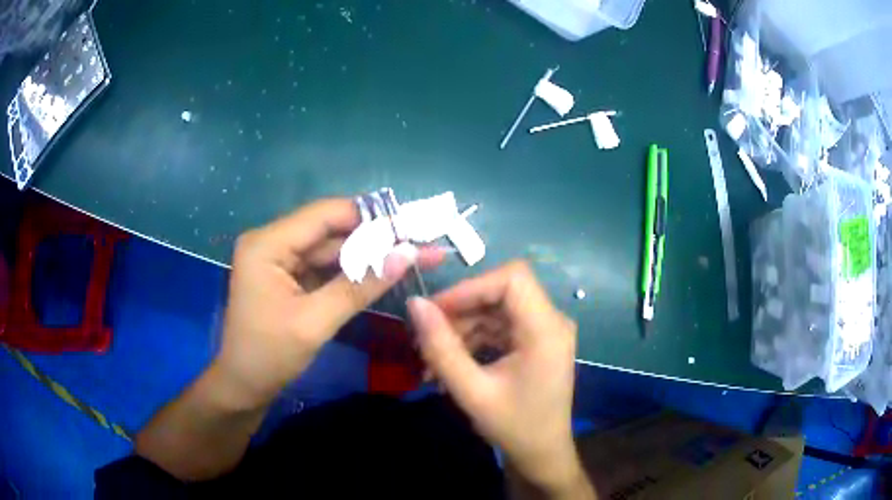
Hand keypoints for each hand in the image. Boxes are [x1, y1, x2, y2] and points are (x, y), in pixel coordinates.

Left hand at [215, 198, 440, 410]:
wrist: (244, 387)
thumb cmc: (269, 355)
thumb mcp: (315, 322)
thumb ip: (360, 286)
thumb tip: (408, 254)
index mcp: (268, 244)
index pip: (325, 215)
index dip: (370, 218)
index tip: (412, 226)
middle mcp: (272, 242)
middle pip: (330, 231)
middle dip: (376, 240)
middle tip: (421, 244)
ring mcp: (280, 260)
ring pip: (331, 250)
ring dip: (369, 257)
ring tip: (413, 257)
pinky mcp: (289, 277)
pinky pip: (325, 268)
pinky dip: (353, 273)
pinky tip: (384, 273)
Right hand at [408, 261, 590, 496]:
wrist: (541, 454)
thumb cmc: (513, 427)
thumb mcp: (472, 391)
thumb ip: (441, 348)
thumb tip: (415, 304)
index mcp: (546, 329)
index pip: (512, 278)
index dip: (470, 286)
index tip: (435, 310)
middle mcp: (552, 321)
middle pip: (501, 292)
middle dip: (460, 310)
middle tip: (426, 337)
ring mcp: (545, 330)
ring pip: (496, 308)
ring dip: (462, 327)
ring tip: (432, 359)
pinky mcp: (536, 341)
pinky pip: (500, 326)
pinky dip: (474, 339)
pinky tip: (451, 363)